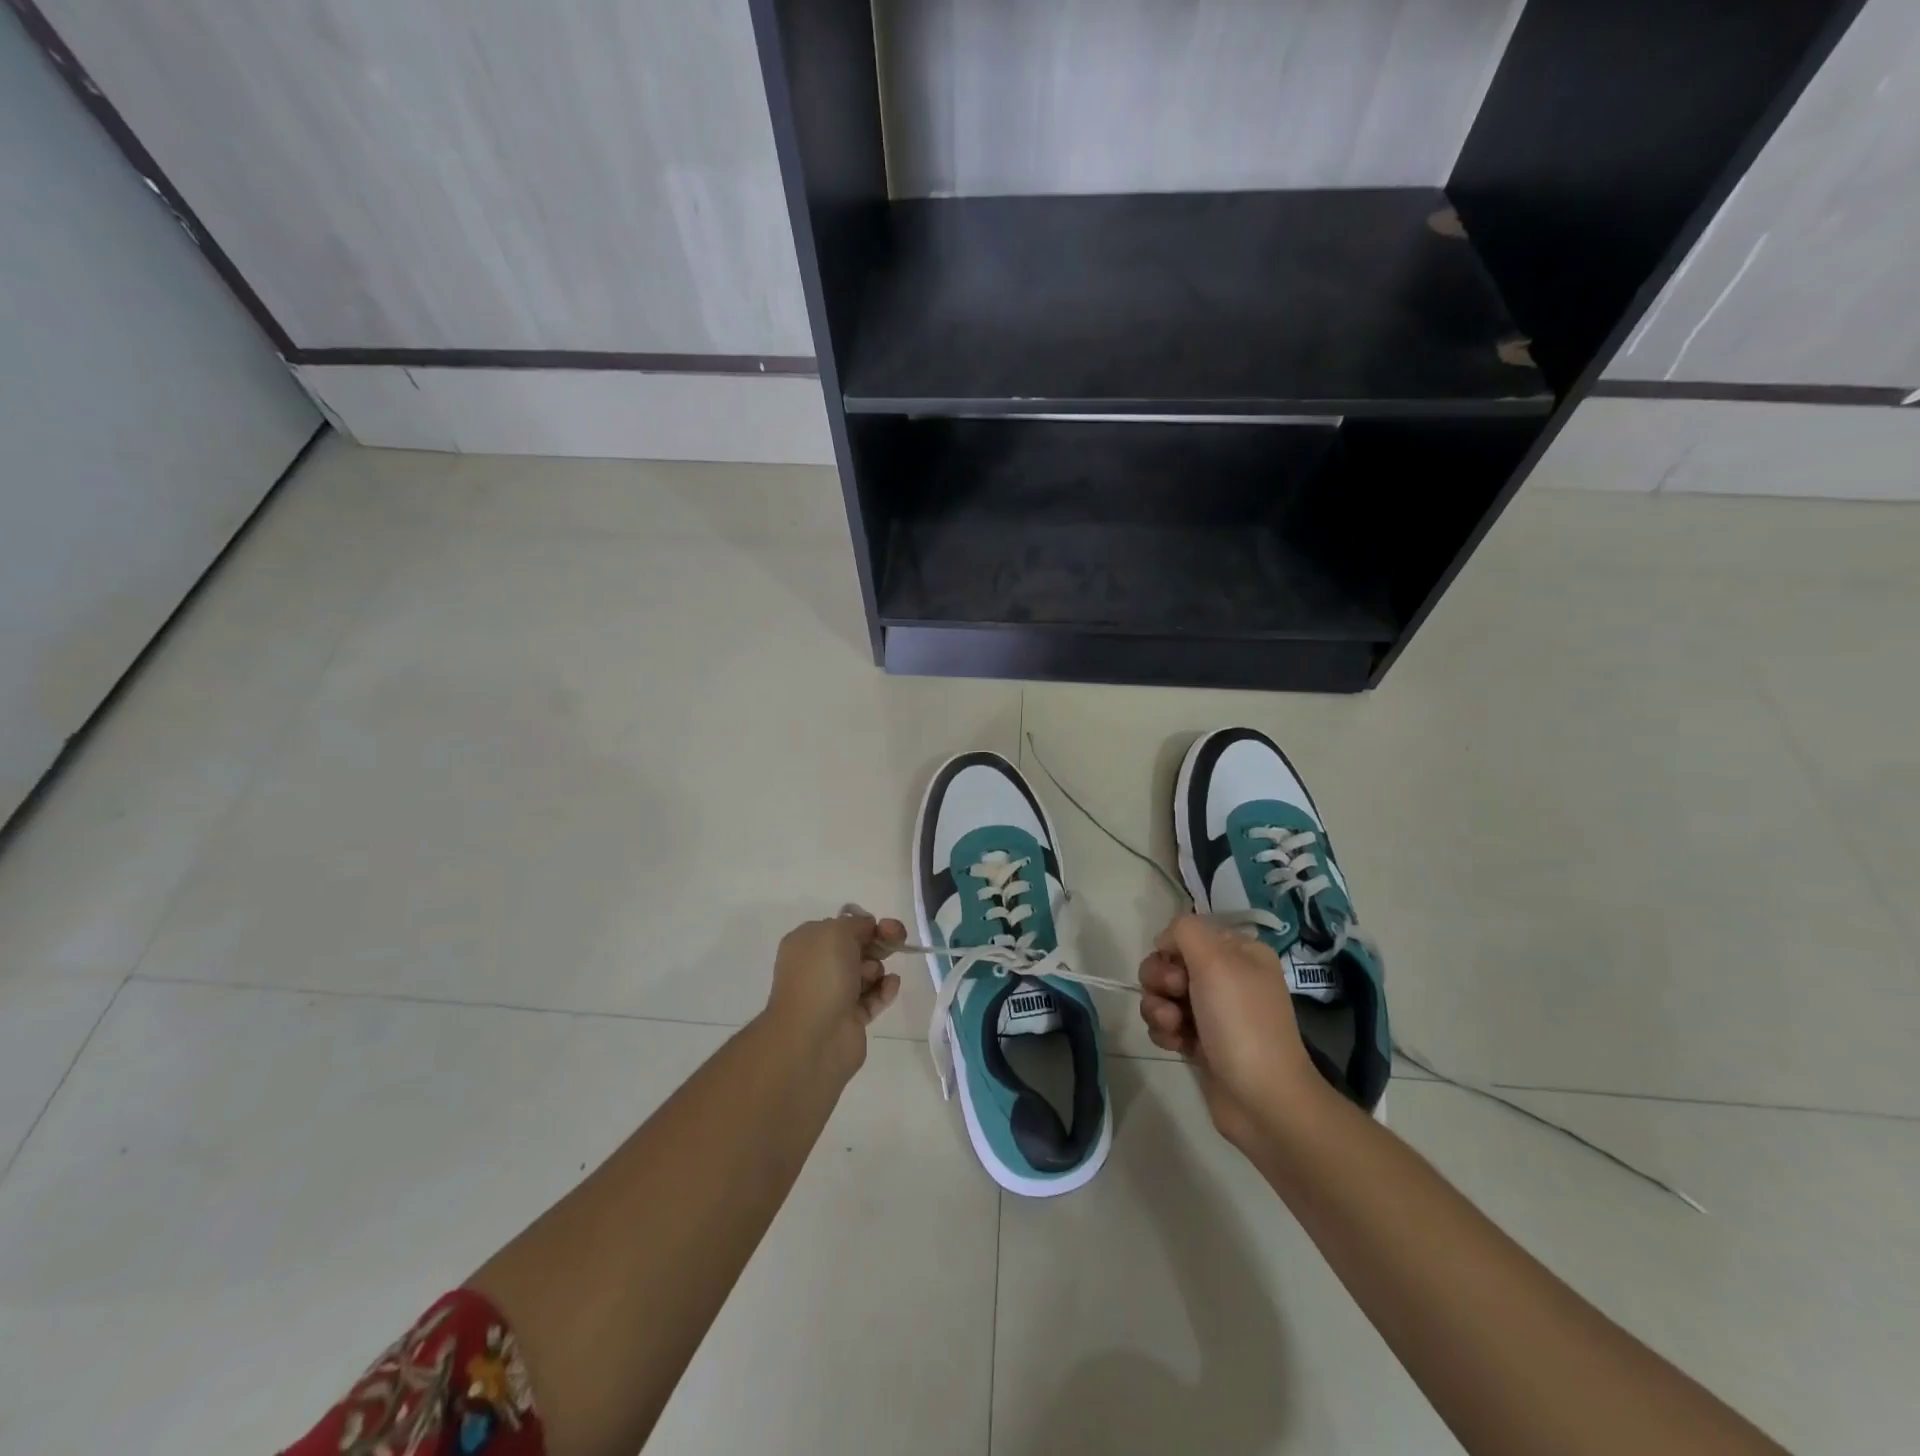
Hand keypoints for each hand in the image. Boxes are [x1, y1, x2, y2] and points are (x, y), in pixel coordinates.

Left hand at [765, 911, 903, 1079]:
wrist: (814, 1037)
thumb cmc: (821, 976)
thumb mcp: (837, 932)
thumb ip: (856, 924)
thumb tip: (867, 929)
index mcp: (807, 943)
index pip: (842, 927)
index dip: (866, 924)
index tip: (885, 927)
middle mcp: (818, 967)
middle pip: (857, 948)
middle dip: (879, 943)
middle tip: (897, 941)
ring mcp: (833, 994)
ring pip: (867, 972)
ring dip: (877, 969)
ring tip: (874, 977)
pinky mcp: (850, 1018)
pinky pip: (874, 997)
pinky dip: (885, 990)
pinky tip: (891, 986)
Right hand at [1138, 914, 1325, 1150]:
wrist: (1263, 1101)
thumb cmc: (1242, 1024)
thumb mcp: (1216, 961)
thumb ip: (1185, 931)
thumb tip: (1165, 942)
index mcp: (1240, 953)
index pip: (1187, 933)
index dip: (1172, 950)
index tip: (1179, 972)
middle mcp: (1228, 977)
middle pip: (1169, 963)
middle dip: (1161, 981)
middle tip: (1175, 1001)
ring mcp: (1214, 1012)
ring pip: (1162, 994)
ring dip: (1158, 1009)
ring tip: (1175, 1029)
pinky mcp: (1200, 1041)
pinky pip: (1166, 1023)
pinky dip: (1165, 1032)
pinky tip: (1177, 1046)